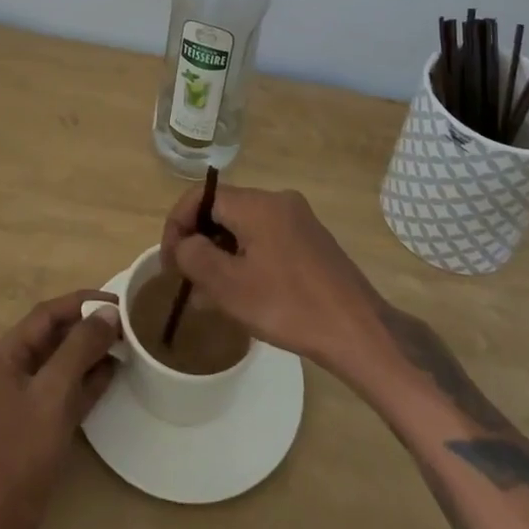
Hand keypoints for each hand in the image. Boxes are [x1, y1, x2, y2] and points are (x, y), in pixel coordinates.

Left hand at [0, 291, 119, 528]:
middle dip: (87, 328)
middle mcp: (9, 374)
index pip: (46, 315)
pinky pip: (62, 393)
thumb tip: (108, 313)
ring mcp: (20, 403)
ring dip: (89, 354)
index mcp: (4, 358)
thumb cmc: (19, 455)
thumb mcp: (52, 395)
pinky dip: (85, 382)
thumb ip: (79, 349)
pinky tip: (112, 376)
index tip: (116, 301)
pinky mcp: (33, 429)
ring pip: (60, 366)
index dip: (81, 303)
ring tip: (125, 345)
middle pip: (52, 338)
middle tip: (125, 323)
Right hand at [160, 186, 385, 379]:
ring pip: (244, 228)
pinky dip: (246, 259)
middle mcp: (278, 201)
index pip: (202, 196)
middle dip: (199, 242)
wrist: (358, 331)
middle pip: (223, 210)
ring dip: (221, 254)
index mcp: (257, 203)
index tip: (169, 262)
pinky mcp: (310, 241)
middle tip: (187, 282)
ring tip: (209, 295)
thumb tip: (184, 244)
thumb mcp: (230, 286)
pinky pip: (265, 239)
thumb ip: (195, 257)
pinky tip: (243, 294)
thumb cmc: (289, 306)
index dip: (177, 224)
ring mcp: (298, 220)